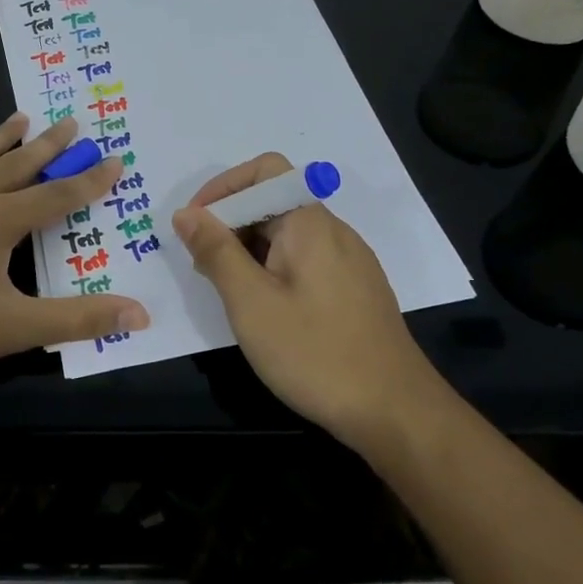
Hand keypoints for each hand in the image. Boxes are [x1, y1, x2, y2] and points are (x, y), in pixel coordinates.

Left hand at [0, 114, 149, 386]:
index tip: (114, 159)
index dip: (89, 180)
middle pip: (18, 163)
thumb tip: (140, 314)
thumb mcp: (13, 329)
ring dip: (1, 136)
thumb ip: (76, 320)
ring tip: (21, 118)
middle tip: (72, 122)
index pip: (57, 195)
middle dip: (49, 145)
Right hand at [171, 152, 438, 451]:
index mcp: (310, 222)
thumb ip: (216, 251)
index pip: (265, 170)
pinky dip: (274, 269)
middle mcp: (334, 231)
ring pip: (288, 234)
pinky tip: (265, 309)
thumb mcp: (251, 302)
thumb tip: (187, 213)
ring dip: (249, 249)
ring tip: (227, 291)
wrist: (395, 412)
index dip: (223, 188)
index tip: (194, 225)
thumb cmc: (315, 353)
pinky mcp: (355, 289)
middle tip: (202, 267)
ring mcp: (350, 261)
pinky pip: (305, 260)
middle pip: (275, 201)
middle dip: (231, 223)